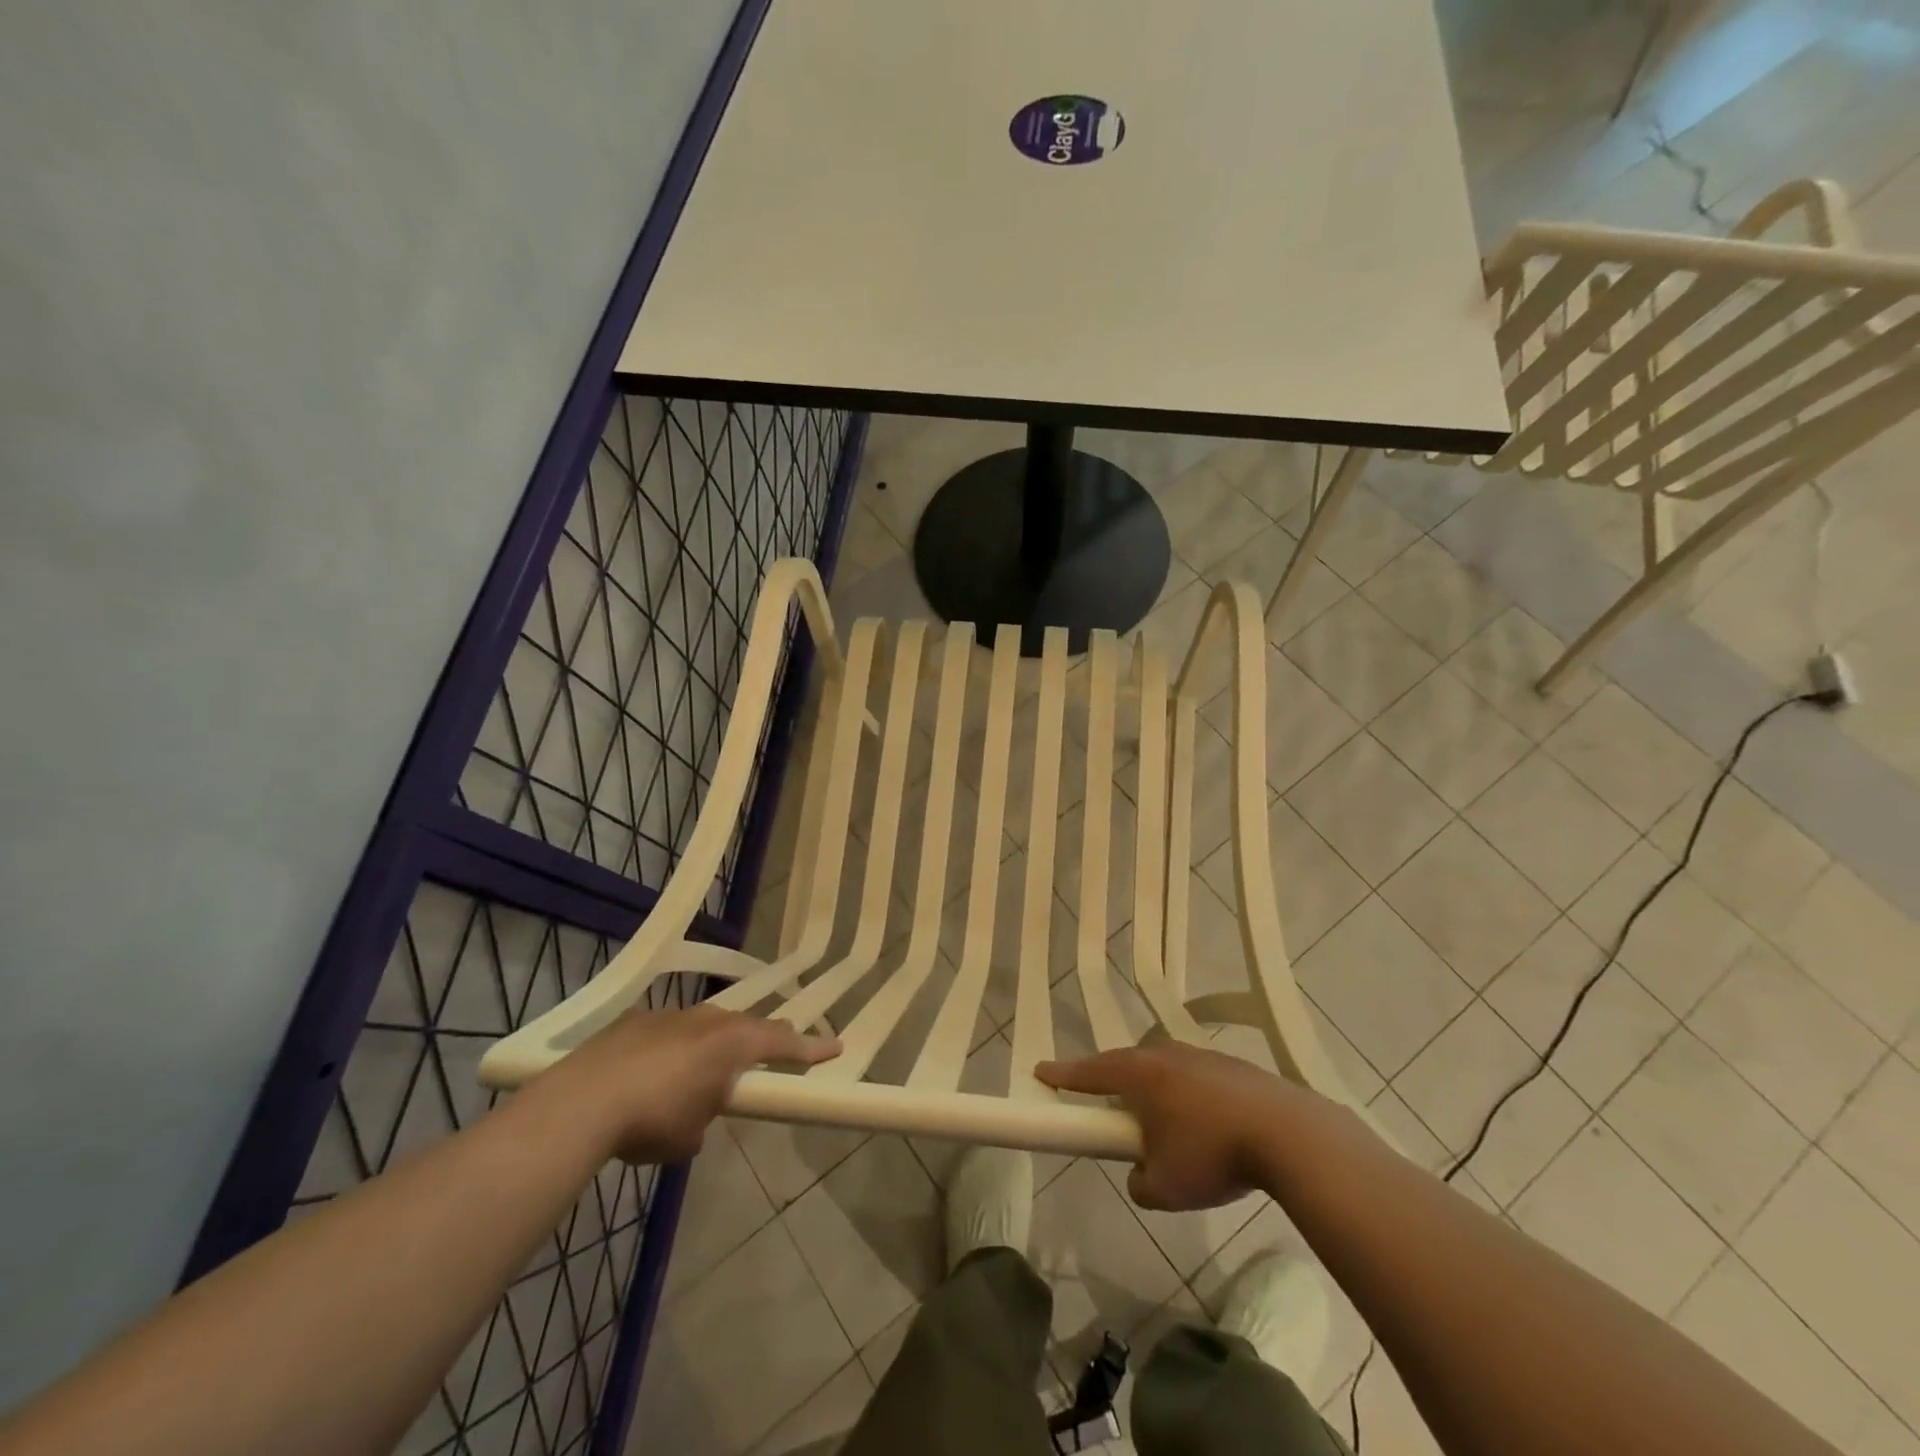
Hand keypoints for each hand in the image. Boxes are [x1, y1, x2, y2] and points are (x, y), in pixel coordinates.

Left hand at [533, 1006, 839, 1162]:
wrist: (582, 1101)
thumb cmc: (652, 1121)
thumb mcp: (690, 1136)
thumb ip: (706, 1117)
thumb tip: (698, 1115)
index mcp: (732, 1044)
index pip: (784, 1043)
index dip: (811, 1048)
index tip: (836, 1046)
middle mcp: (708, 1021)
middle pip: (748, 1026)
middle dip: (765, 1039)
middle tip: (780, 1047)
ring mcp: (670, 1016)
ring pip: (707, 1025)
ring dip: (715, 1043)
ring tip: (709, 1066)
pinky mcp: (636, 1021)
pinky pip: (670, 1031)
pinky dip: (674, 1048)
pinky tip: (655, 1071)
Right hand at [1037, 1042, 1315, 1210]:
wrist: (1289, 1134)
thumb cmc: (1213, 1155)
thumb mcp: (1165, 1188)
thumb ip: (1139, 1182)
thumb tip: (1142, 1172)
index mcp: (1140, 1074)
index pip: (1090, 1072)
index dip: (1063, 1075)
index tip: (1042, 1072)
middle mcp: (1166, 1054)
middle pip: (1127, 1064)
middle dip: (1114, 1084)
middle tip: (1109, 1107)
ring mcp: (1202, 1055)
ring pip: (1165, 1069)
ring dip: (1156, 1091)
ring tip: (1164, 1124)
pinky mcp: (1234, 1066)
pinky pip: (1196, 1078)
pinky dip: (1189, 1097)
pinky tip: (1206, 1125)